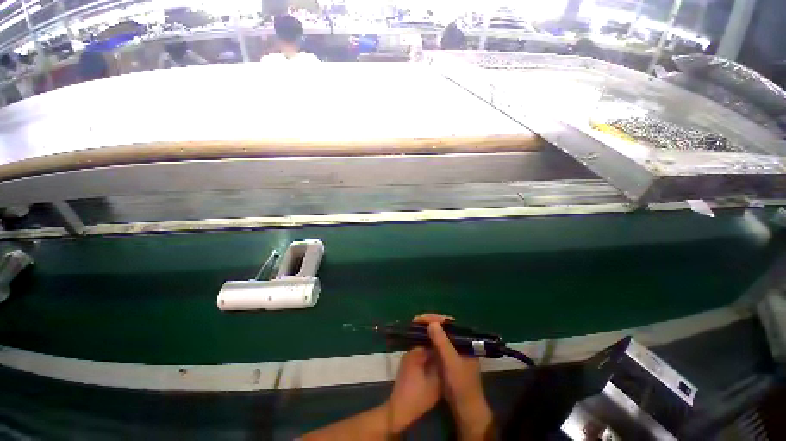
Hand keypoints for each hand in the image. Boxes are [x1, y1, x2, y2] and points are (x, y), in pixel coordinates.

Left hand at [384, 320, 440, 432]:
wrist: (399, 411)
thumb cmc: (417, 398)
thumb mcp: (435, 383)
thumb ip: (442, 362)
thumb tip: (448, 346)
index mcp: (416, 350)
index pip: (424, 328)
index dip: (436, 322)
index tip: (448, 321)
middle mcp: (412, 348)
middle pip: (423, 330)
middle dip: (436, 325)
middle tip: (450, 325)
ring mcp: (411, 354)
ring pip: (424, 338)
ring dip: (435, 334)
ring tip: (449, 334)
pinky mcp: (412, 360)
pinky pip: (424, 346)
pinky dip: (433, 344)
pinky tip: (443, 347)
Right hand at [425, 317, 493, 440]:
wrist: (466, 409)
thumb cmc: (461, 385)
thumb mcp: (451, 363)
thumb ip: (442, 343)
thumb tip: (432, 323)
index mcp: (465, 341)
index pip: (450, 323)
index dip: (436, 318)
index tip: (422, 318)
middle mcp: (460, 343)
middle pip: (444, 327)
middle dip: (430, 323)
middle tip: (416, 321)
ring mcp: (454, 351)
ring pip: (440, 335)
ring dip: (428, 331)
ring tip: (416, 327)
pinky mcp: (448, 359)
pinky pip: (437, 345)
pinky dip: (429, 341)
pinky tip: (420, 340)